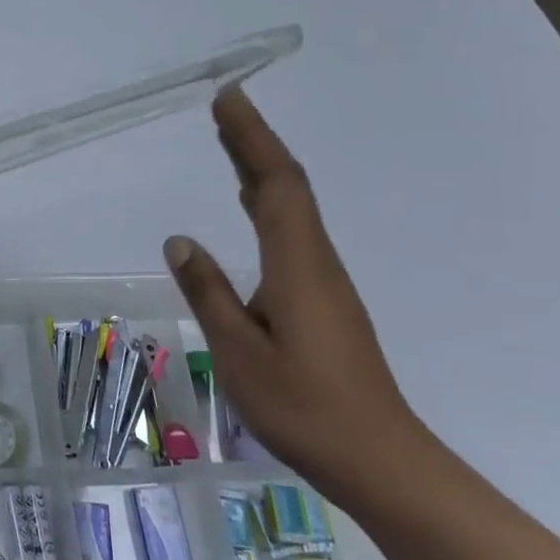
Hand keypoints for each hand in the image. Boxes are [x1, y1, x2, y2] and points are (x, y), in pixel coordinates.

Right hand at [163, 90, 428, 501]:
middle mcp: (315, 261)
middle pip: (286, 186)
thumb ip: (208, 291)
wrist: (379, 460)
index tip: (227, 99)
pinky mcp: (323, 300)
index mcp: (297, 264)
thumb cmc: (304, 406)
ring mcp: (323, 281)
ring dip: (260, 170)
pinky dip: (266, 203)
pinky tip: (250, 208)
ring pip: (291, 208)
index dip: (252, 137)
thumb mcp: (239, 351)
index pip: (276, 183)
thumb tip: (180, 239)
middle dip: (254, 142)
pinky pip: (291, 232)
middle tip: (223, 107)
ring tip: (228, 143)